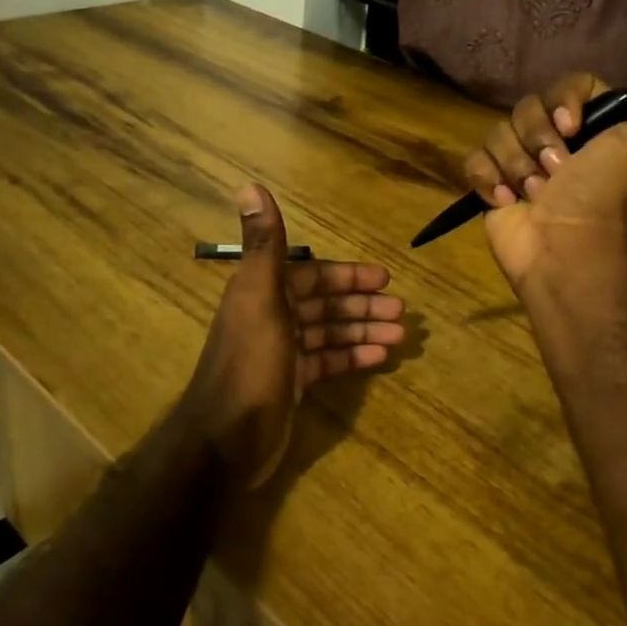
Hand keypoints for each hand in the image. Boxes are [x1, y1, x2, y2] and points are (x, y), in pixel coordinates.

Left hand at [182, 184, 406, 486]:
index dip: (347, 275)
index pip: (312, 274)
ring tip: (401, 336)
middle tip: (401, 312)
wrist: (225, 441)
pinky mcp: (290, 383)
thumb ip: (263, 244)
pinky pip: (327, 362)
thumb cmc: (250, 364)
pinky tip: (379, 357)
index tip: (384, 278)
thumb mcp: (260, 298)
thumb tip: (250, 185)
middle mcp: (272, 316)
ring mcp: (282, 352)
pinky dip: (352, 357)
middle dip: (362, 305)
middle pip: (325, 304)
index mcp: (264, 292)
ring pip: (329, 333)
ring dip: (363, 330)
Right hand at [463, 61, 626, 294]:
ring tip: (534, 193)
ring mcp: (522, 167)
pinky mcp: (493, 189)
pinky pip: (474, 161)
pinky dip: (487, 178)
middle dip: (538, 137)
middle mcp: (560, 145)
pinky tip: (506, 200)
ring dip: (516, 163)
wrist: (572, 250)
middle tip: (557, 171)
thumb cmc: (612, 192)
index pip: (569, 86)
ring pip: (499, 133)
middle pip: (528, 107)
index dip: (565, 100)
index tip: (573, 128)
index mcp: (598, 130)